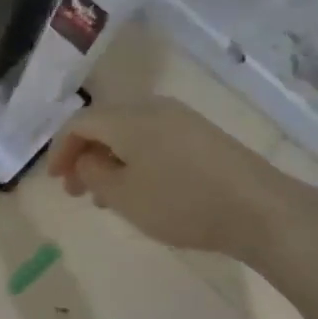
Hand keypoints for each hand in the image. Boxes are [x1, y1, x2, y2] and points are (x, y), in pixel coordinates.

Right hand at [49, 99, 287, 258]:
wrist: (261, 210)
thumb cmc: (182, 203)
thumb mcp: (123, 196)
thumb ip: (93, 174)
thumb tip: (87, 159)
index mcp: (127, 119)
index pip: (78, 123)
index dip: (60, 150)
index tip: (55, 181)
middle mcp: (151, 108)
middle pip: (103, 123)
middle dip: (83, 154)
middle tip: (76, 190)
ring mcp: (180, 119)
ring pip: (128, 132)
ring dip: (108, 159)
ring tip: (106, 195)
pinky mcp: (201, 134)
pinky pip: (152, 138)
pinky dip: (134, 158)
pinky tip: (140, 187)